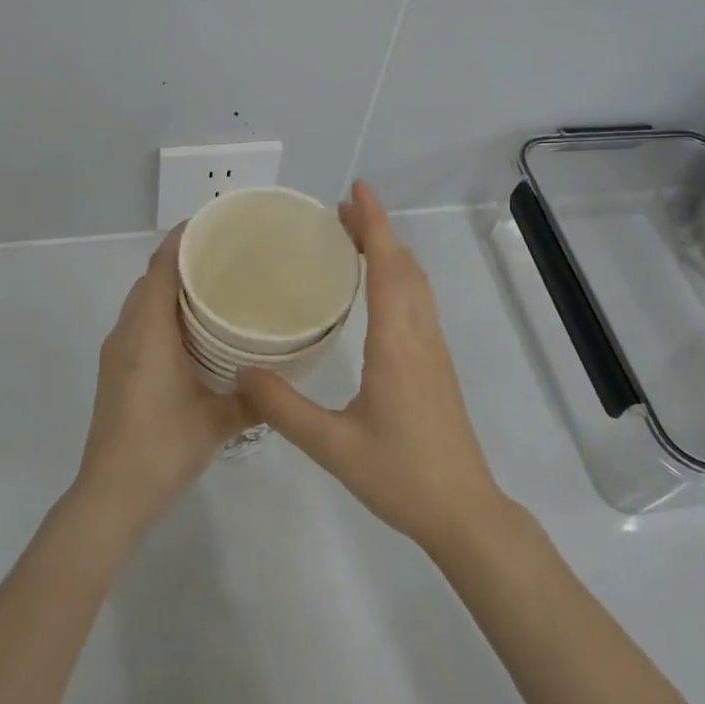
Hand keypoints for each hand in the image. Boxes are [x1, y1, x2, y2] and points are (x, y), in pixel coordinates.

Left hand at [73, 225, 249, 535]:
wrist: (112, 492)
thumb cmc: (163, 445)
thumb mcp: (217, 421)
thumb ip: (254, 399)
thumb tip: (286, 382)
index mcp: (148, 331)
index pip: (161, 267)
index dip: (183, 239)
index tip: (216, 224)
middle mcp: (127, 331)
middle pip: (151, 279)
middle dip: (183, 260)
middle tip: (227, 256)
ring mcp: (117, 351)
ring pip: (143, 302)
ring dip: (171, 288)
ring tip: (215, 287)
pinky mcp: (116, 369)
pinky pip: (140, 323)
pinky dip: (163, 312)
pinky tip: (193, 331)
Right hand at [237, 182, 505, 558]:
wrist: (463, 511)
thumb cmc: (401, 475)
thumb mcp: (333, 445)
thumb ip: (284, 408)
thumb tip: (241, 372)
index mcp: (397, 343)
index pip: (388, 267)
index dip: (374, 224)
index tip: (355, 191)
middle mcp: (419, 335)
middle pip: (404, 265)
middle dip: (376, 229)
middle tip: (339, 210)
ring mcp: (433, 349)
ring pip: (416, 282)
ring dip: (389, 250)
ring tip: (354, 237)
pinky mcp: (436, 364)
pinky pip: (418, 301)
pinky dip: (398, 275)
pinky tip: (376, 288)